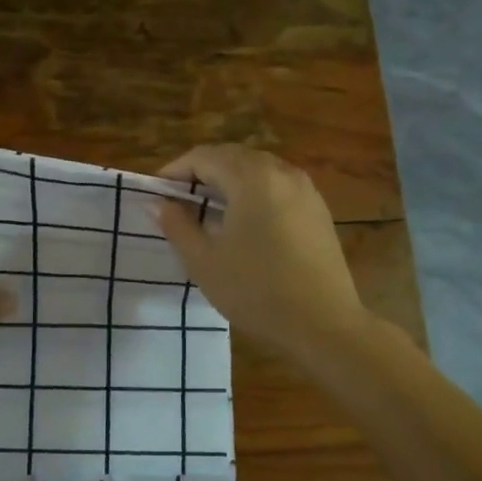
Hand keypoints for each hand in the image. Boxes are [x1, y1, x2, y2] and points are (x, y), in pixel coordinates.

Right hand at [155, 145, 368, 362]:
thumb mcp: (204, 262)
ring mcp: (305, 189)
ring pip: (258, 170)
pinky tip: (244, 223)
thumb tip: (159, 204)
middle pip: (233, 157)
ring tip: (208, 211)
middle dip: (202, 173)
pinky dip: (254, 193)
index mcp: (251, 178)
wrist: (324, 323)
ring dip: (229, 181)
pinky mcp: (318, 209)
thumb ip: (177, 226)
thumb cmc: (256, 291)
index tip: (157, 193)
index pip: (204, 157)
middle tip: (178, 201)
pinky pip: (278, 186)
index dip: (175, 171)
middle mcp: (281, 172)